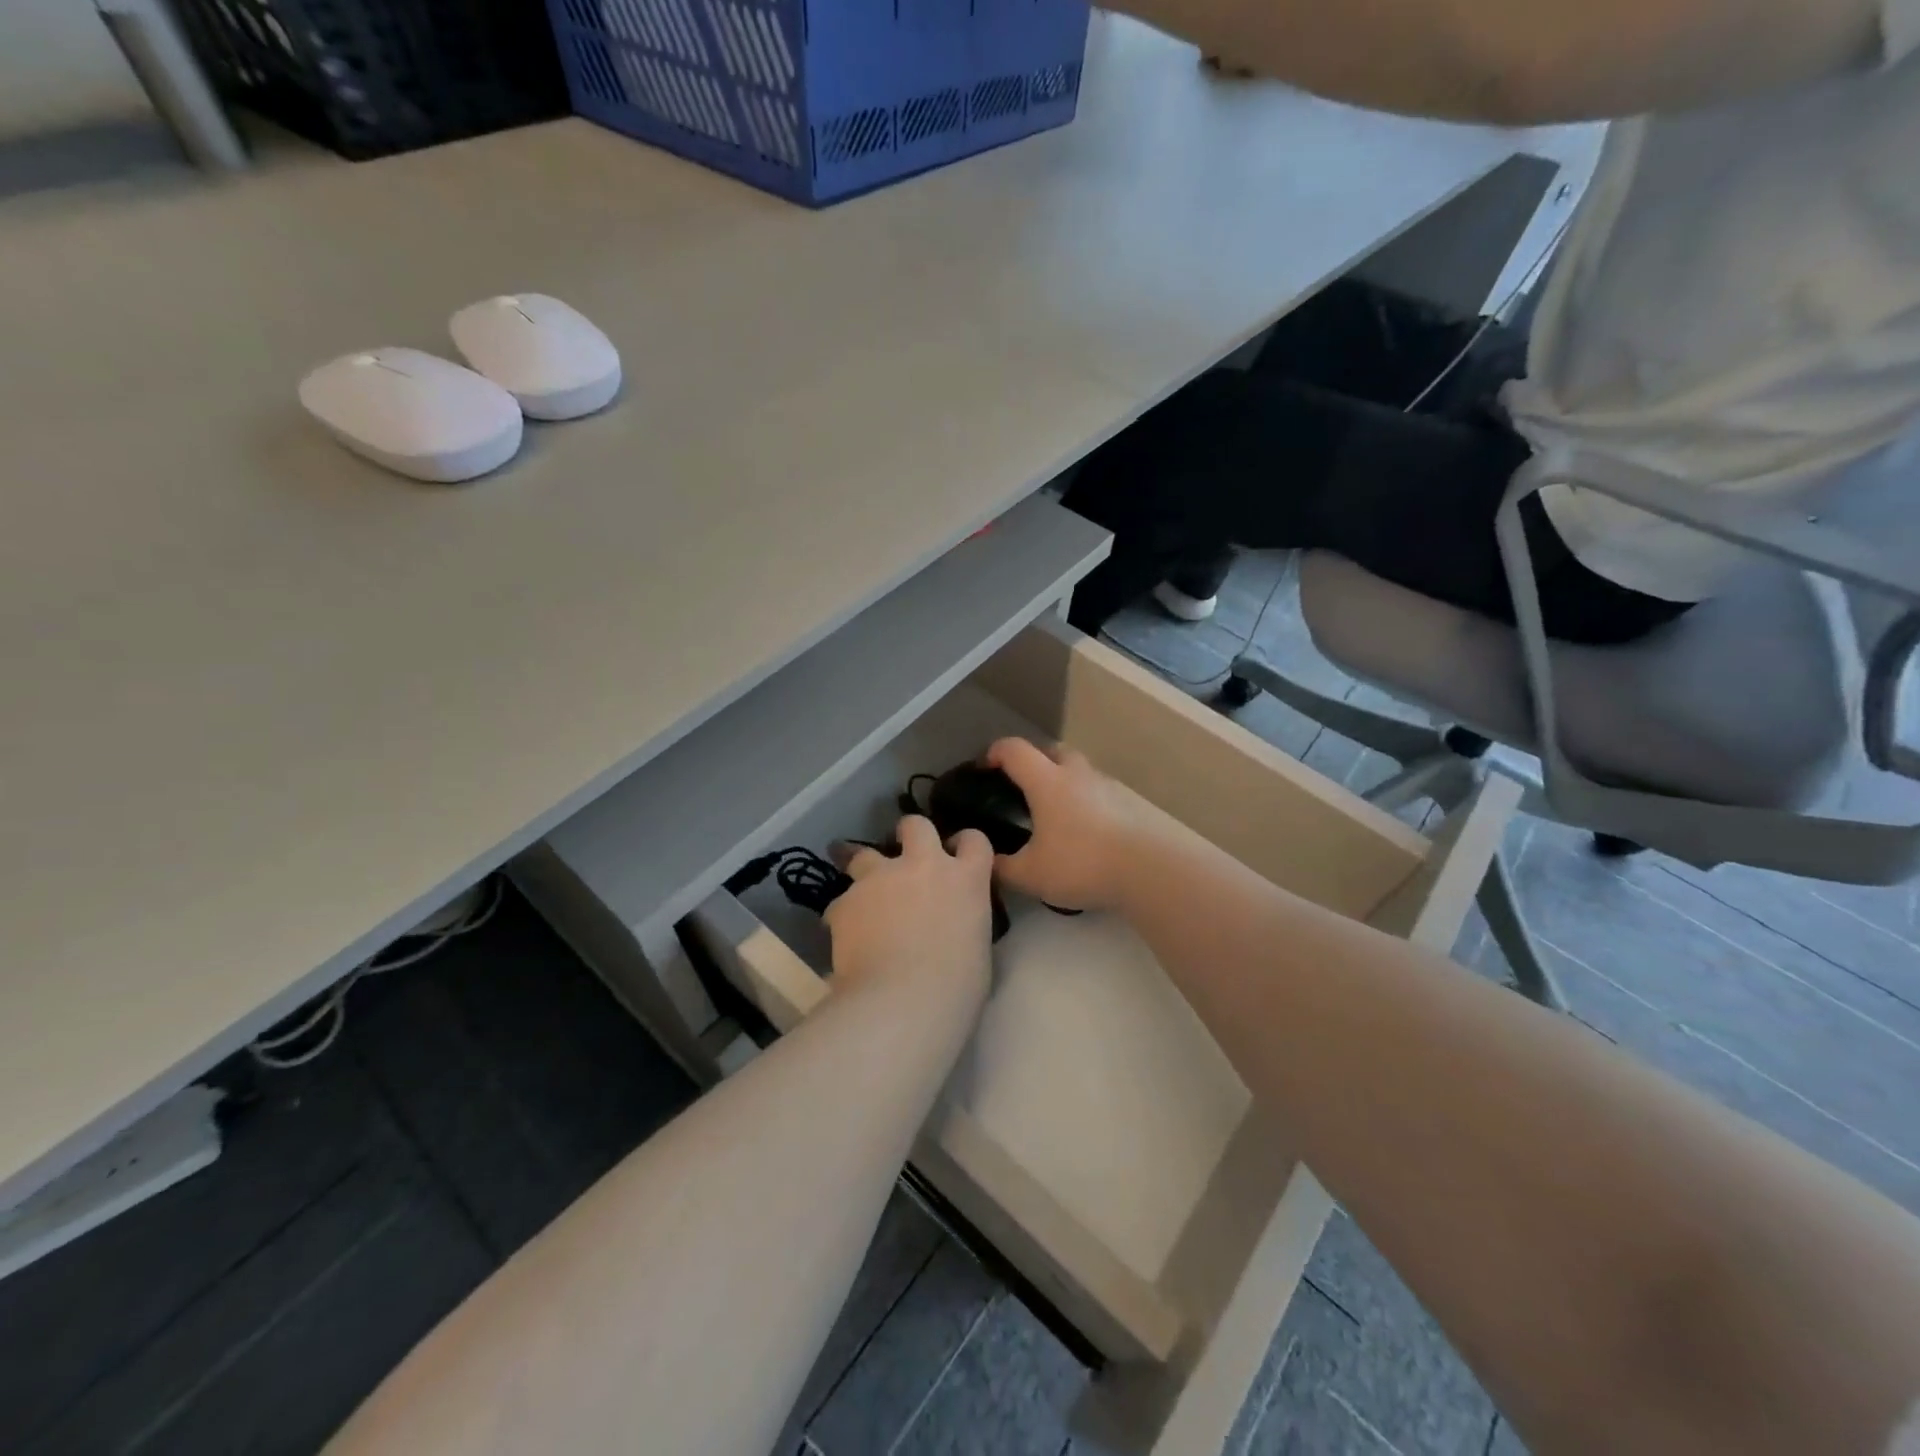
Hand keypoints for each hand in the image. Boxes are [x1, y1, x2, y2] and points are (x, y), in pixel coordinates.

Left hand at [825, 817, 994, 995]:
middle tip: (906, 857)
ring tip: (864, 899)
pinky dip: (846, 915)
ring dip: (865, 871)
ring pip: (865, 854)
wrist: (903, 1002)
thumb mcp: (976, 947)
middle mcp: (923, 866)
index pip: (974, 841)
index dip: (964, 844)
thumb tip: (950, 925)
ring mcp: (880, 878)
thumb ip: (962, 921)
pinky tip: (846, 940)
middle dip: (910, 834)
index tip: (957, 855)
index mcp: (966, 879)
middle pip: (916, 825)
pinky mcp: (846, 900)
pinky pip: (843, 901)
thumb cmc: (956, 987)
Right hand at [984, 738, 1170, 911]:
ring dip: (1061, 780)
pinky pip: (1096, 792)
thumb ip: (1002, 867)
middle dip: (1032, 761)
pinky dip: (1082, 801)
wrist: (1147, 870)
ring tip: (1050, 812)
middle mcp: (1076, 774)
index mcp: (1047, 781)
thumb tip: (986, 861)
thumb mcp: (1030, 874)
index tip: (983, 767)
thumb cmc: (1080, 863)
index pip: (1014, 750)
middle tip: (1019, 787)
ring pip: (1078, 770)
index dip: (994, 752)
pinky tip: (1079, 830)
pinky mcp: (1126, 805)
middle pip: (1052, 750)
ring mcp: (1105, 787)